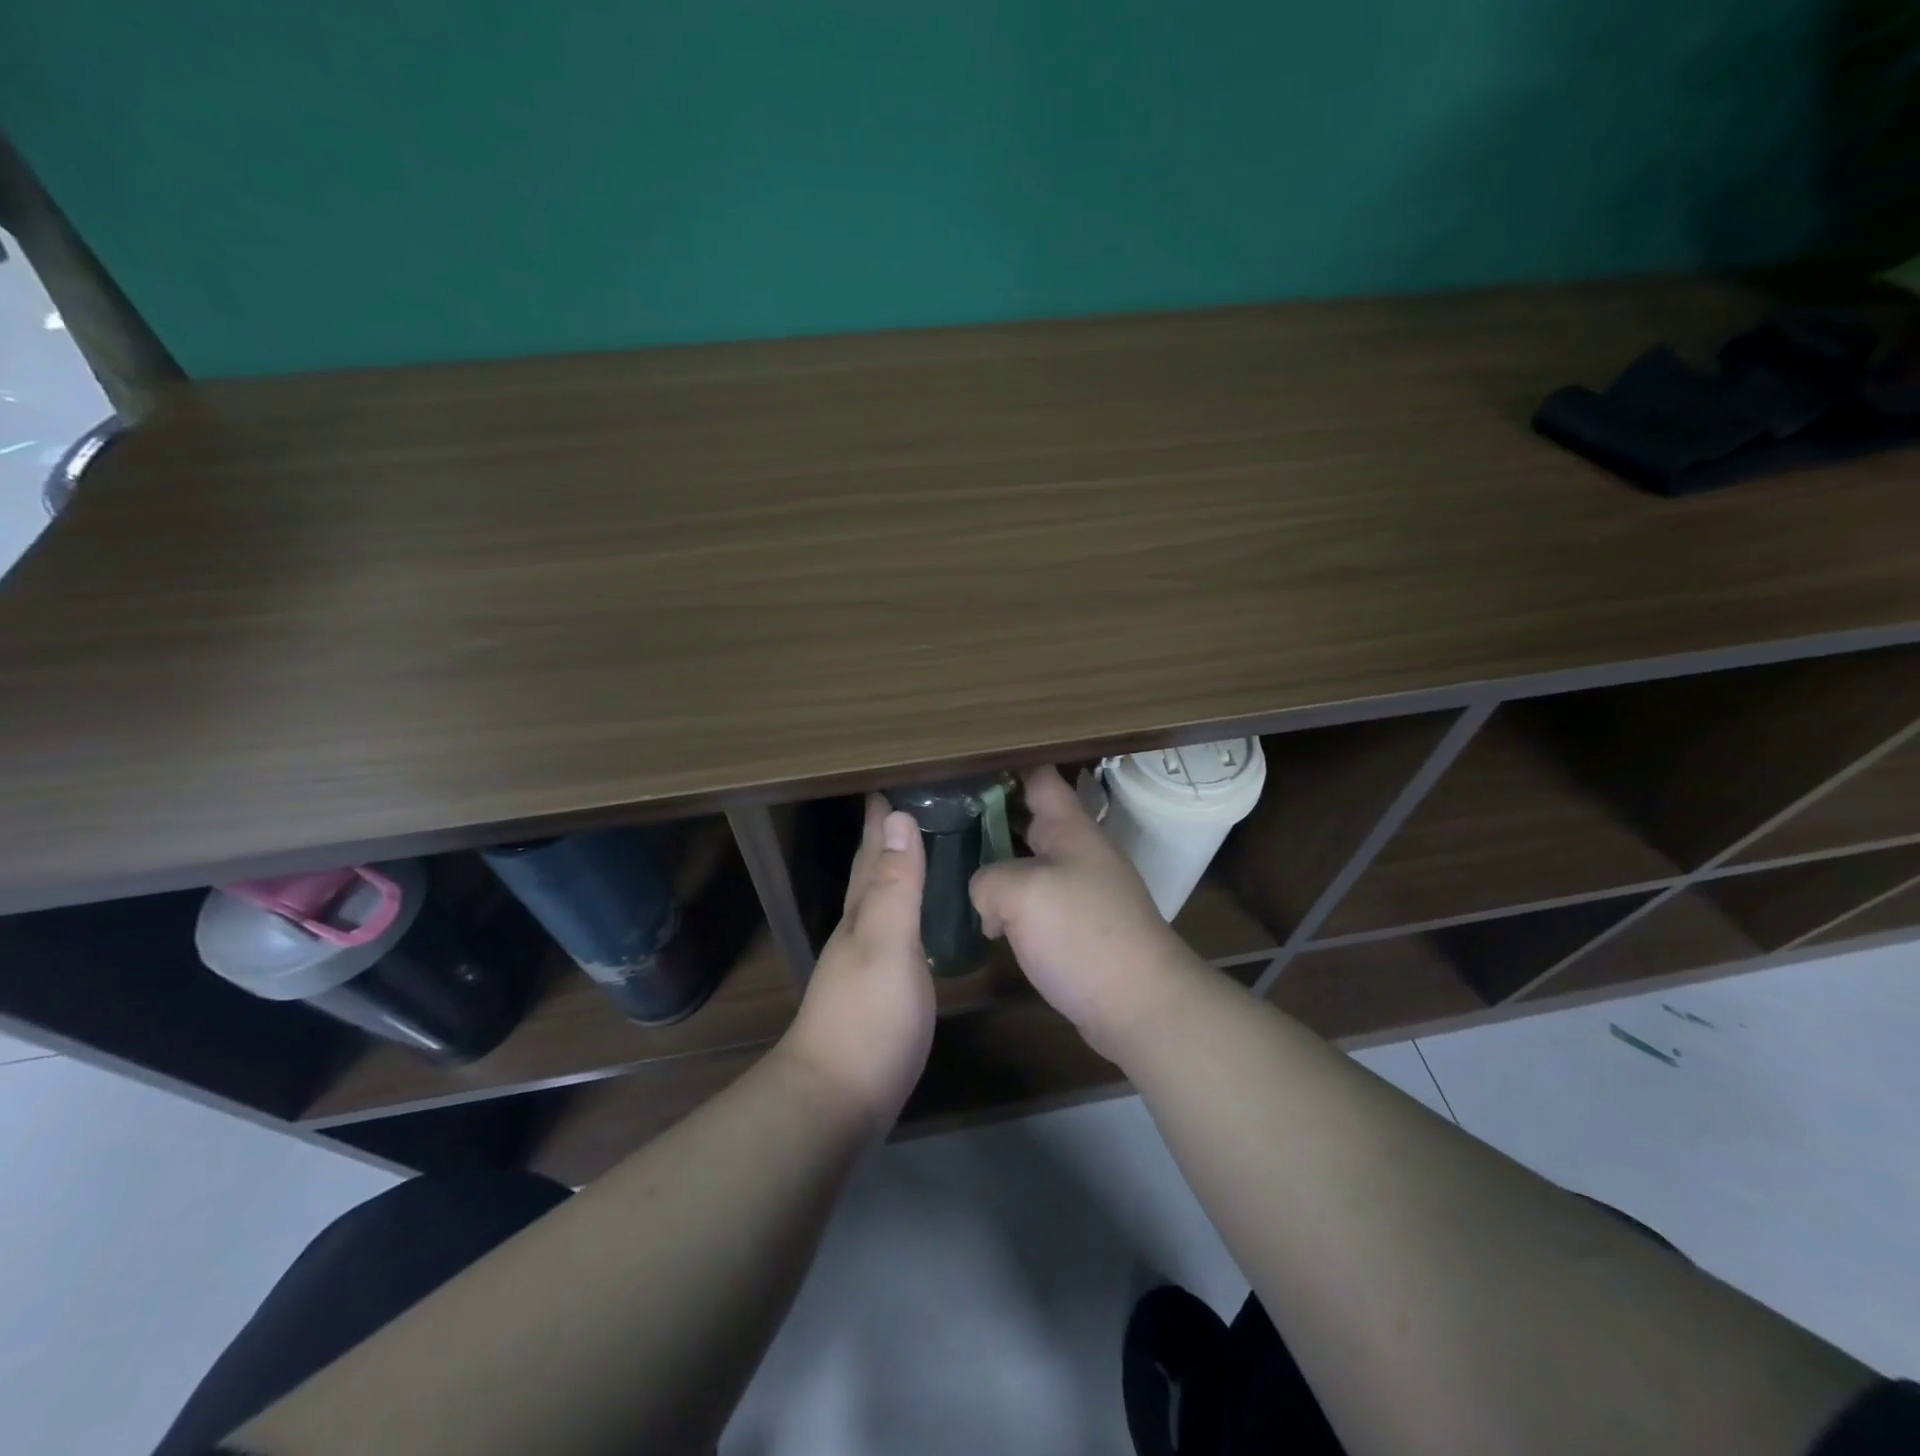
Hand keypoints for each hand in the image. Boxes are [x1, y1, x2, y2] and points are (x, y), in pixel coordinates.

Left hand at [779, 794, 934, 1136]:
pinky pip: (893, 932)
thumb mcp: (887, 943)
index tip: (887, 784)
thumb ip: (895, 885)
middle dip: (882, 839)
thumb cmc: (867, 1017)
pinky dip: (903, 912)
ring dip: (892, 872)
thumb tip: (898, 817)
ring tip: (911, 850)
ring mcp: (865, 964)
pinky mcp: (878, 993)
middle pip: (868, 874)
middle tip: (900, 806)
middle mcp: (858, 931)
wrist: (836, 1100)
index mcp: (861, 913)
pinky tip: (914, 920)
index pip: (871, 853)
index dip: (879, 820)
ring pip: (879, 902)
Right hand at [970, 766, 1203, 1062]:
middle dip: (987, 815)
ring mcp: (1078, 890)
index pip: (1038, 776)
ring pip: (1028, 861)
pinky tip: (981, 916)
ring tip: (949, 863)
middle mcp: (1077, 851)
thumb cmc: (1083, 935)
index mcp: (1070, 828)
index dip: (1003, 765)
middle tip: (940, 817)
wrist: (1139, 1005)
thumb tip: (986, 898)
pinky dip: (1008, 902)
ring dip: (995, 862)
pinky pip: (1034, 900)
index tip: (961, 767)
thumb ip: (988, 879)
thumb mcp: (1022, 894)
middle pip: (1028, 818)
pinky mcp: (1075, 926)